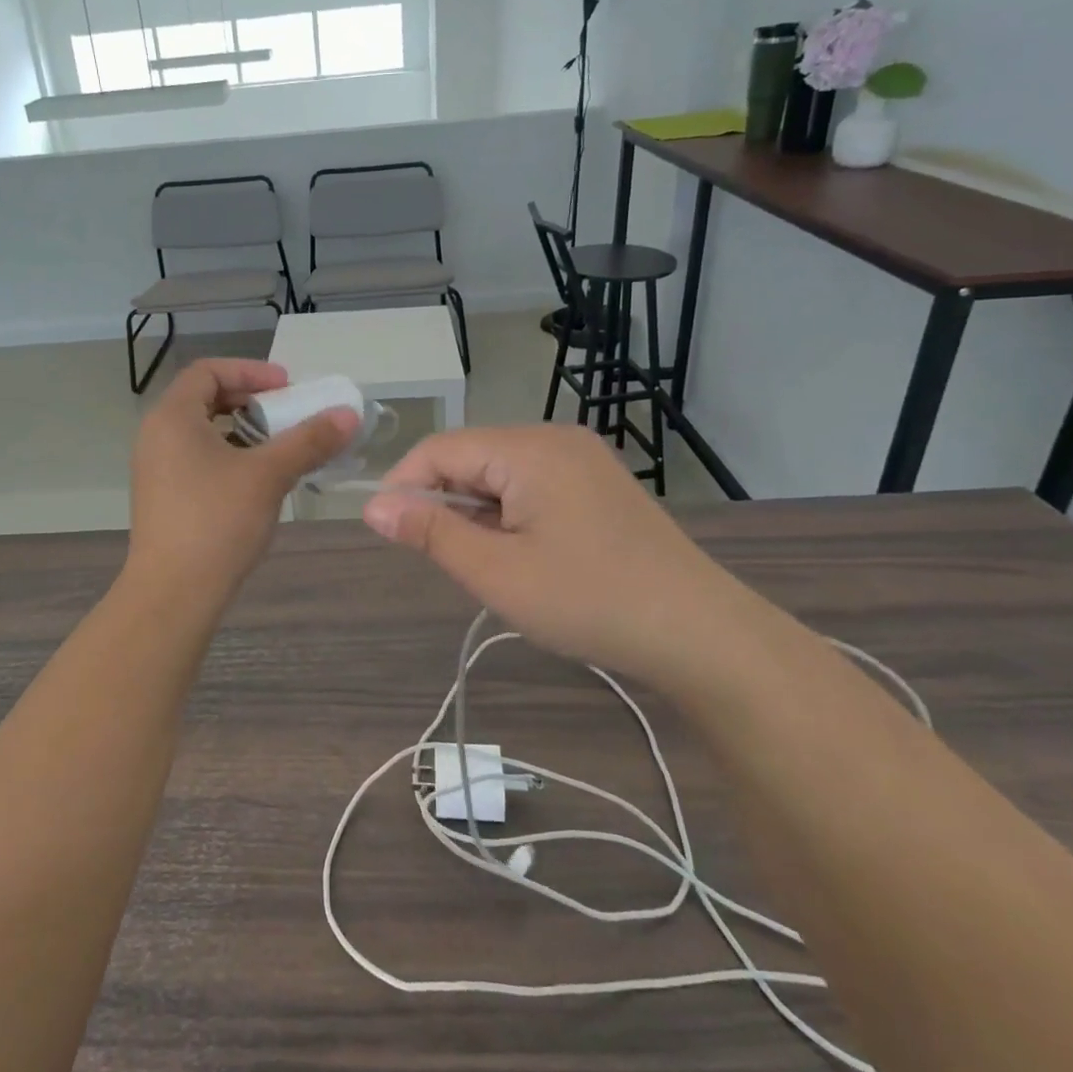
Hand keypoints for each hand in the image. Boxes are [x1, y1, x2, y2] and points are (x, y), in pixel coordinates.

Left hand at [127, 359, 358, 598]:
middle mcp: (157, 435)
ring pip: (204, 432)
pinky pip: (199, 459)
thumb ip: (308, 440)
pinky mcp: (164, 496)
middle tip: (287, 414)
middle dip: (251, 401)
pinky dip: (231, 456)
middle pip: (205, 399)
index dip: (250, 371)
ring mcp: (156, 468)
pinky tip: (259, 480)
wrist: (173, 594)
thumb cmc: (217, 522)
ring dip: (244, 431)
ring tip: (279, 447)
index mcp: (172, 417)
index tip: (287, 387)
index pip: (208, 371)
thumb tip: (348, 414)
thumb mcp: (268, 475)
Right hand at [361, 425, 771, 690]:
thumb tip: (374, 506)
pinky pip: (531, 485)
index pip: (440, 449)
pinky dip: (509, 514)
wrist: (699, 632)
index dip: (404, 486)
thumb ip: (430, 532)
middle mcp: (554, 439)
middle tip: (441, 559)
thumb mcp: (496, 572)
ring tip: (485, 564)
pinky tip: (519, 554)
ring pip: (500, 473)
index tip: (386, 532)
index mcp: (528, 448)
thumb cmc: (588, 600)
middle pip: (471, 456)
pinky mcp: (597, 484)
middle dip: (443, 502)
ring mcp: (581, 460)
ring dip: (476, 511)